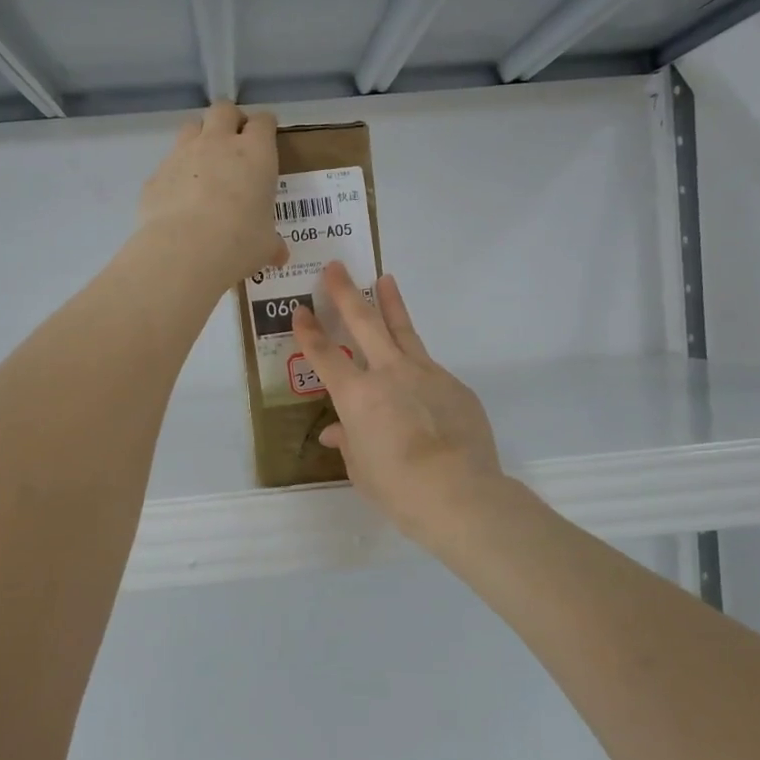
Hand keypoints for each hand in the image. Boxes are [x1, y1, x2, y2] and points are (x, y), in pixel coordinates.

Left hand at [138, 101, 287, 288]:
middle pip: (223, 110)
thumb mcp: (265, 246)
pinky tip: (179, 199)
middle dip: (230, 119)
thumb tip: (279, 255)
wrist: (185, 251)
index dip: (265, 127)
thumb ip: (272, 244)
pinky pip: (167, 165)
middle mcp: (218, 144)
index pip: (263, 122)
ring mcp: (182, 155)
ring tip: (204, 164)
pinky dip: (175, 175)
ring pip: (191, 128)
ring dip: (199, 138)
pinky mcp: (156, 175)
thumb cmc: (240, 242)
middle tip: (234, 141)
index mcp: (255, 154)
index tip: (266, 137)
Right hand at [292, 262, 504, 547]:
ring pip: (403, 330)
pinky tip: (418, 373)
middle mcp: (388, 373)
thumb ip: (349, 443)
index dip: (308, 332)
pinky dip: (417, 362)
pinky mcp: (453, 385)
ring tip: (385, 279)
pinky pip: (429, 367)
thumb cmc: (398, 487)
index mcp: (356, 395)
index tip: (300, 310)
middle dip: (346, 293)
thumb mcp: (361, 469)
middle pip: (364, 323)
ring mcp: (425, 374)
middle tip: (336, 268)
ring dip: (391, 303)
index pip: (324, 356)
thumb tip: (337, 432)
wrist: (459, 492)